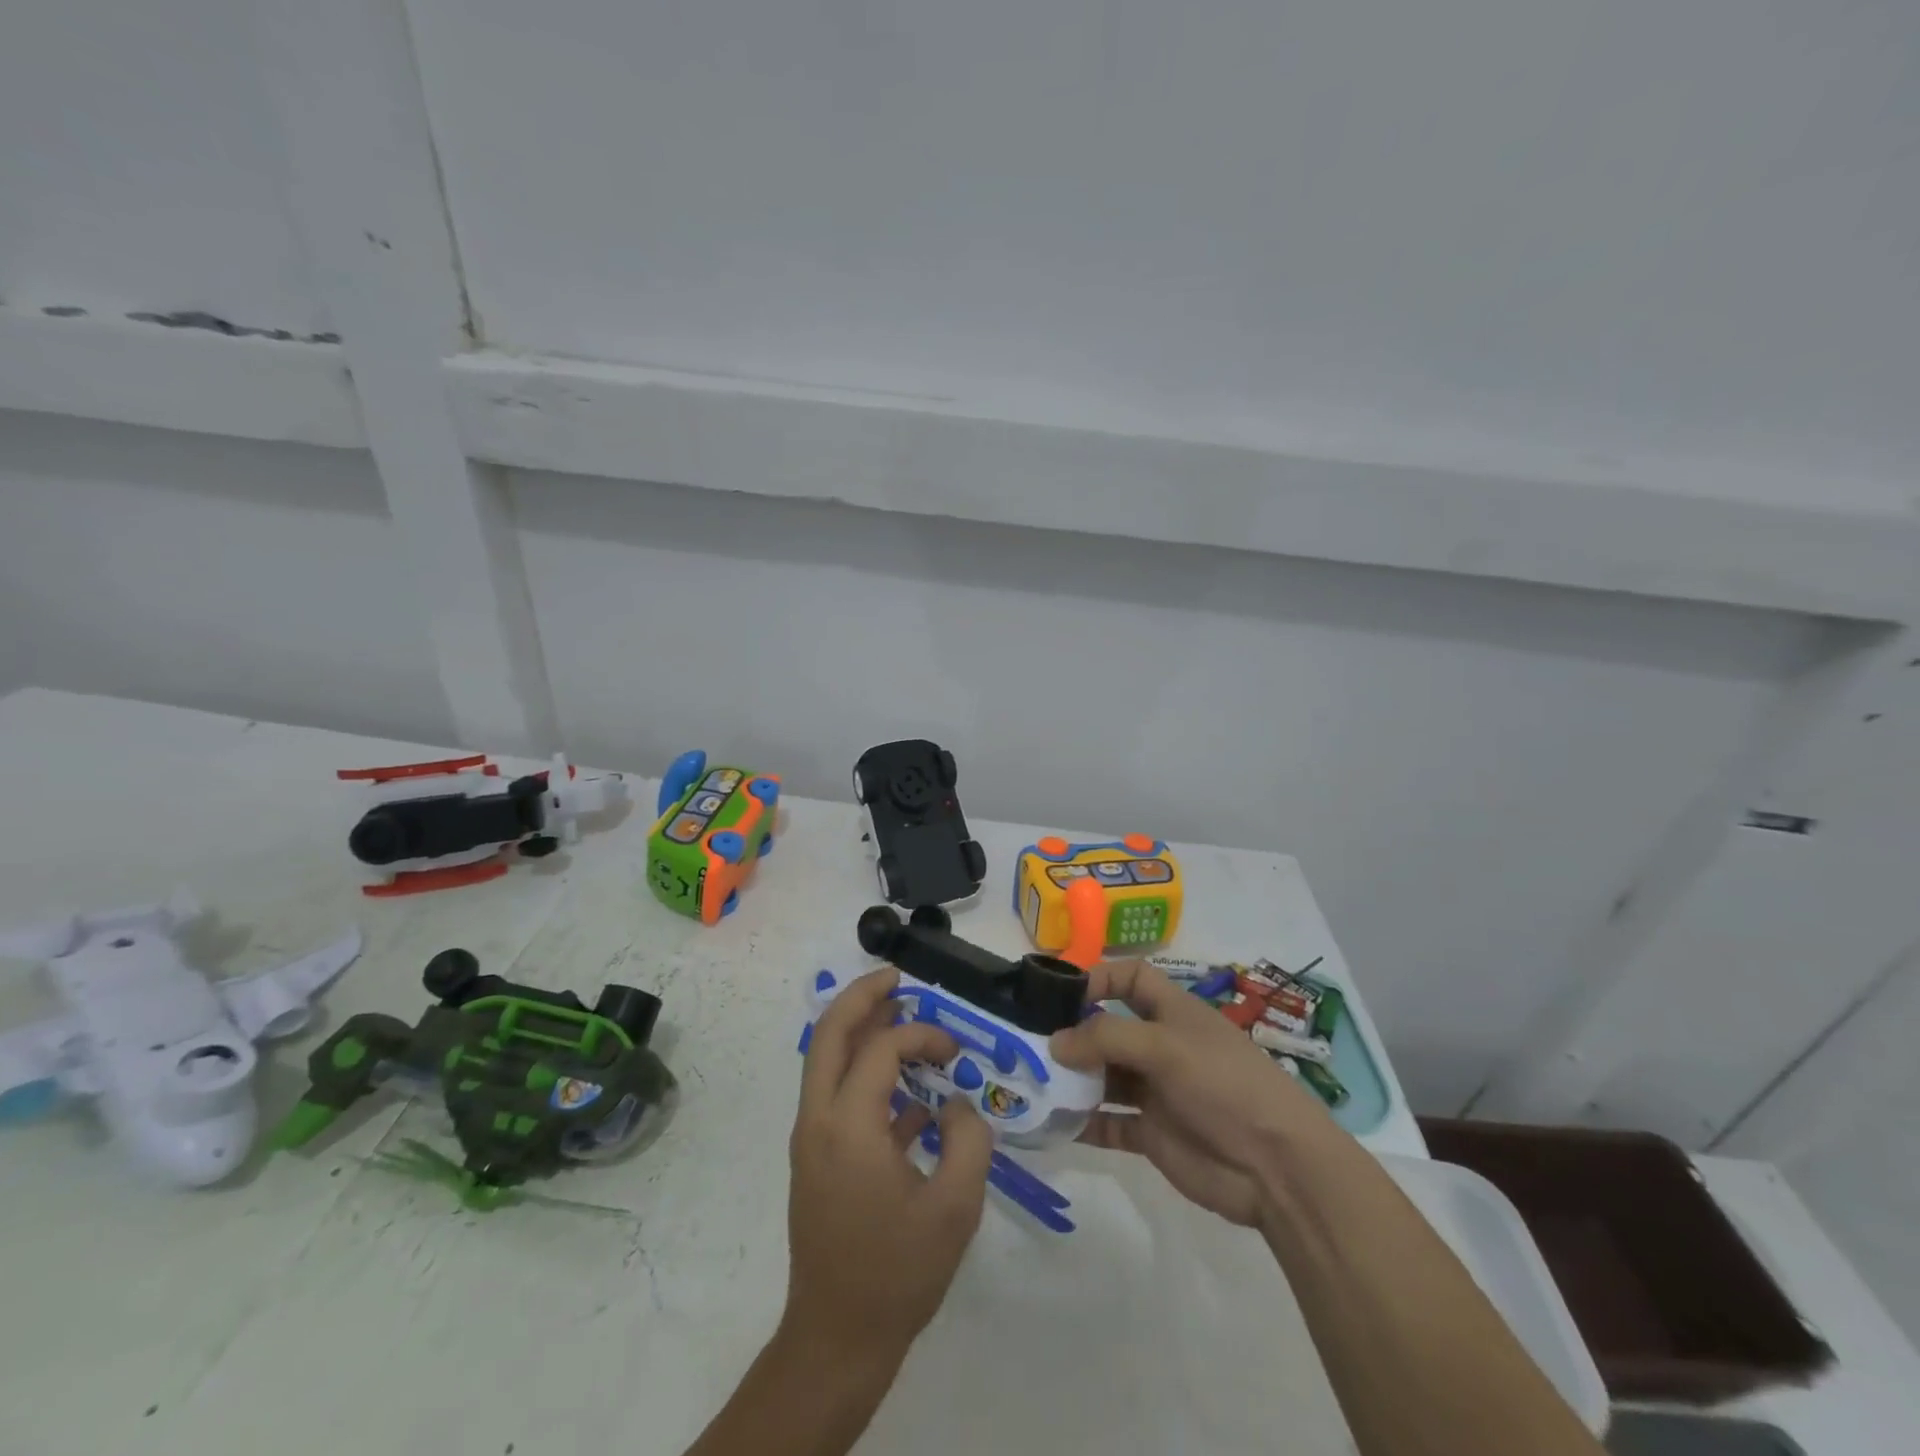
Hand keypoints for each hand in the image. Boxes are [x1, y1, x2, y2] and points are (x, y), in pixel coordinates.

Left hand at [784, 966, 993, 1366]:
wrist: (836, 1339)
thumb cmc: (897, 1272)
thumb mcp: (956, 1207)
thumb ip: (969, 1139)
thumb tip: (957, 1103)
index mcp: (848, 1124)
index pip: (881, 1048)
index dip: (921, 1035)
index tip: (955, 1050)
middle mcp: (818, 1118)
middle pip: (828, 1032)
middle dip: (862, 996)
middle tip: (898, 978)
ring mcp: (810, 1137)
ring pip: (825, 1059)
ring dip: (859, 1030)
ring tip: (899, 1014)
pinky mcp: (815, 1157)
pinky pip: (834, 1093)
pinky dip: (863, 1074)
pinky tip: (907, 1093)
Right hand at [1050, 959, 1332, 1226]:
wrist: (1276, 1168)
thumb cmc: (1223, 1085)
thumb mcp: (1165, 1046)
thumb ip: (1106, 1038)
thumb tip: (1055, 1043)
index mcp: (1172, 1012)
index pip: (1131, 978)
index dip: (1099, 977)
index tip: (1060, 994)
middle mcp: (1160, 1046)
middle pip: (1108, 1028)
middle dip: (1073, 1032)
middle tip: (1028, 1041)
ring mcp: (1155, 1091)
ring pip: (1103, 1076)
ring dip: (1072, 1079)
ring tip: (1031, 1081)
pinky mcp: (1152, 1134)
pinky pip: (1108, 1123)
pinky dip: (1082, 1123)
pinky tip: (1052, 1123)